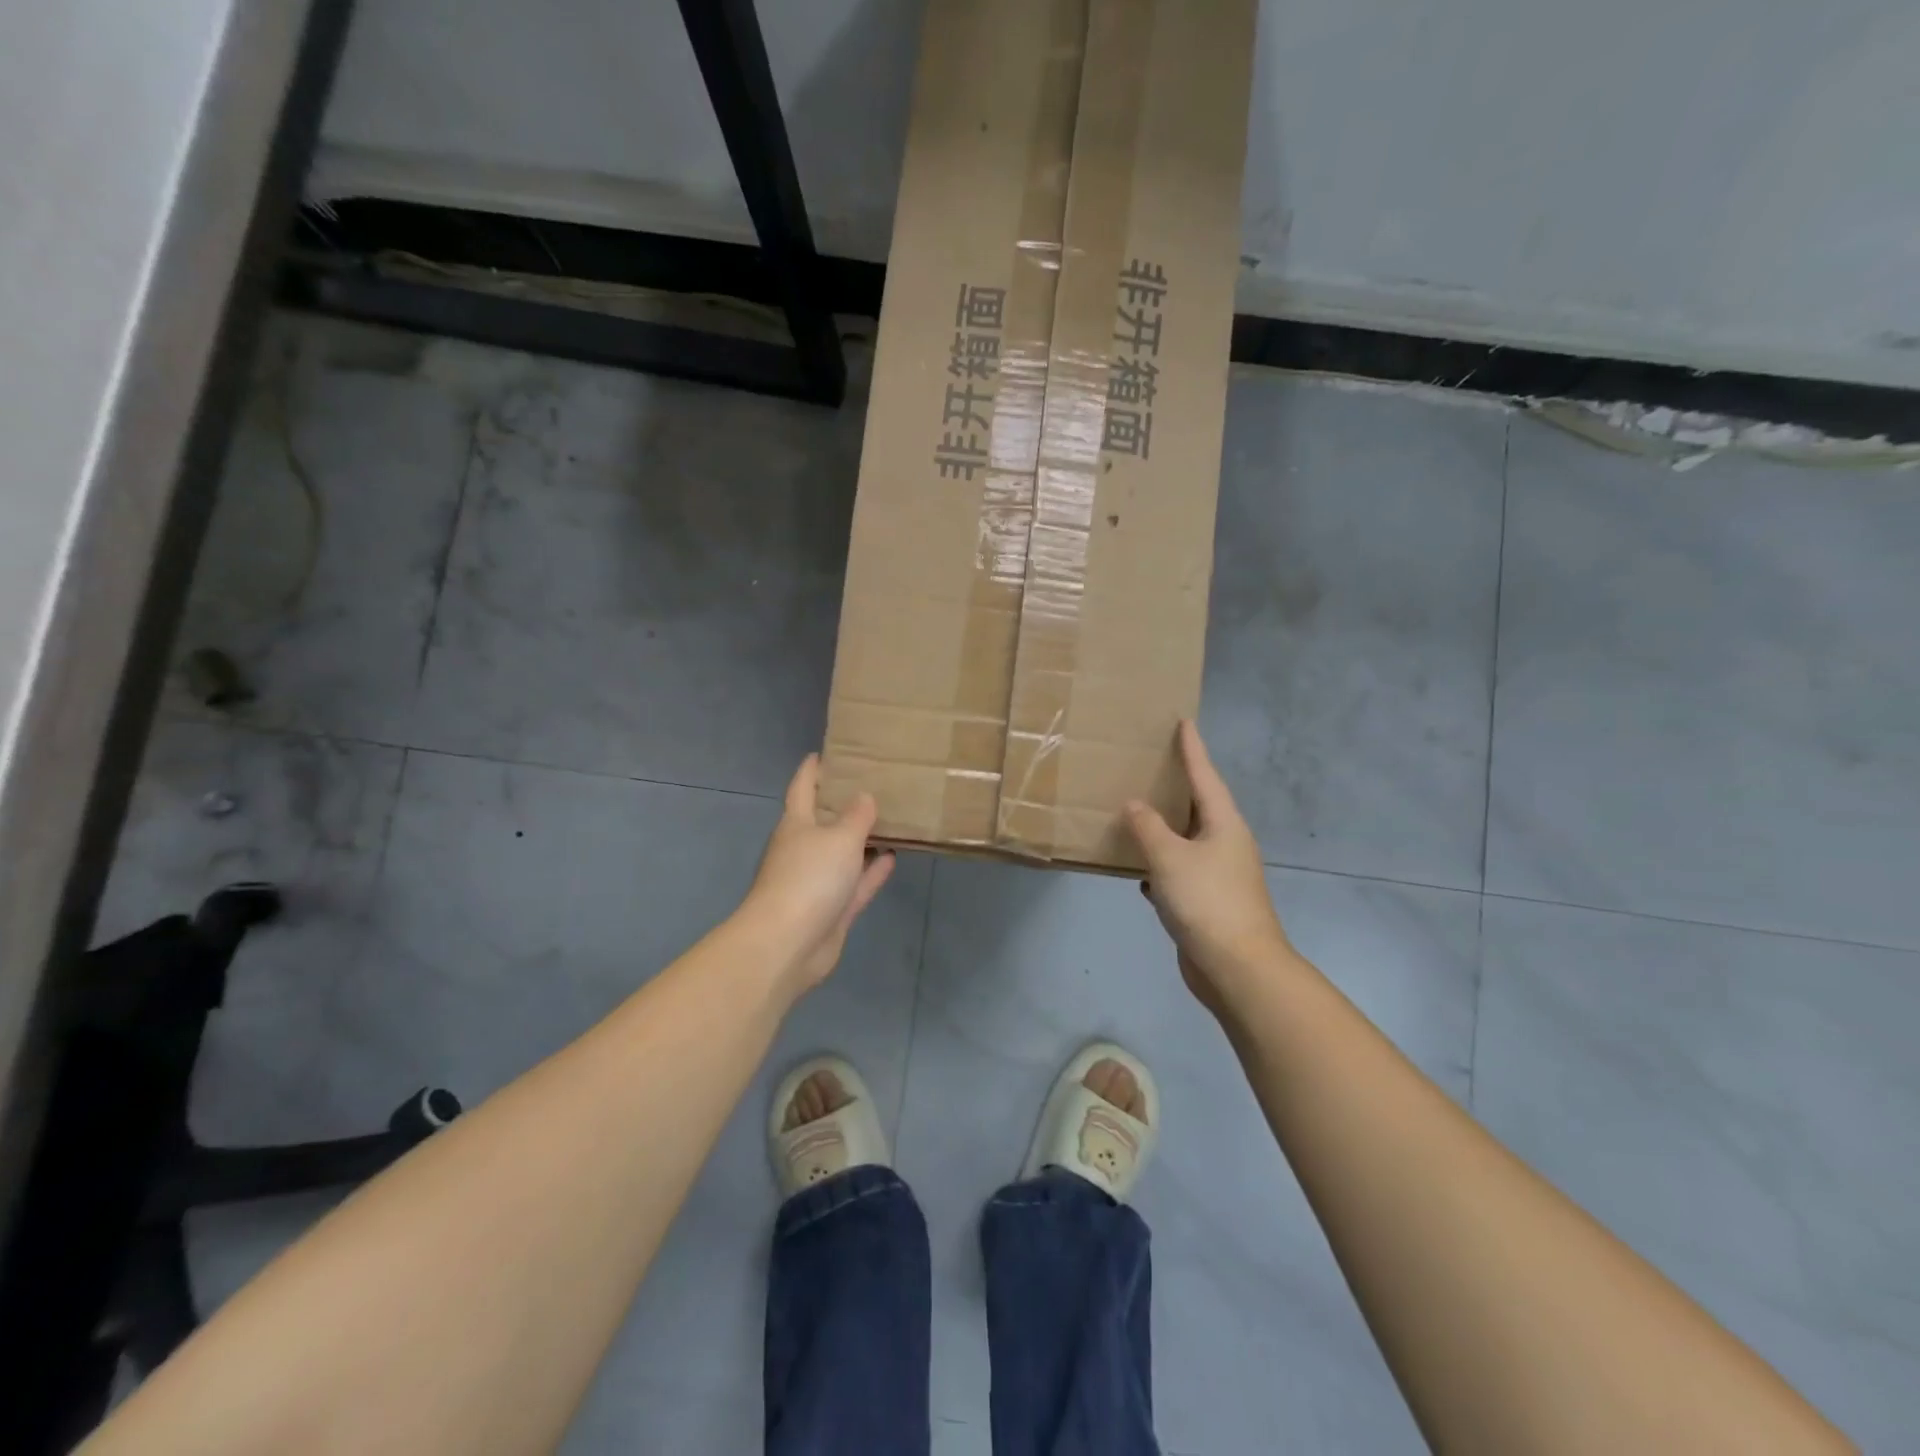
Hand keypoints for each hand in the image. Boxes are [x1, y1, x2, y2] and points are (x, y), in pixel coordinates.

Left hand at [742, 755, 895, 995]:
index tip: (824, 753)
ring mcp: (817, 881)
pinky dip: (873, 870)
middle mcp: (804, 849)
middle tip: (874, 784)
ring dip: (864, 839)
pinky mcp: (832, 909)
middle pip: (824, 820)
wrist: (788, 944)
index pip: (802, 788)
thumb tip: (864, 796)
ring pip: (844, 853)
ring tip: (891, 819)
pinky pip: (857, 883)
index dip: (812, 770)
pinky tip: (894, 856)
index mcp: (796, 824)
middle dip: (844, 804)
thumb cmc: (809, 878)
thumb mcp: (839, 838)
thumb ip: (856, 816)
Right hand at [1126, 721, 1291, 1015]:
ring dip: (1165, 828)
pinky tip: (1139, 870)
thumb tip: (1134, 804)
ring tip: (1139, 812)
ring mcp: (1219, 875)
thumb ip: (1148, 827)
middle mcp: (1226, 844)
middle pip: (1200, 806)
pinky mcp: (1208, 902)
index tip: (1184, 722)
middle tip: (1154, 763)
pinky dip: (1160, 865)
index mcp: (1224, 825)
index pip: (1206, 776)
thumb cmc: (1207, 902)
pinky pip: (1180, 871)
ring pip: (1187, 841)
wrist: (1238, 969)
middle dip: (1179, 786)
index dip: (1193, 750)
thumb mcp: (1170, 858)